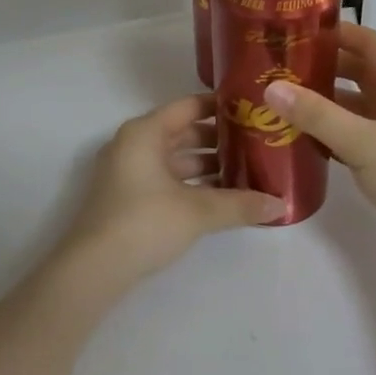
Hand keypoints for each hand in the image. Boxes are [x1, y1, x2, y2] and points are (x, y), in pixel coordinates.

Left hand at [55, 94, 283, 287]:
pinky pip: (166, 179)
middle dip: (219, 140)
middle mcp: (133, 144)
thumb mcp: (198, 211)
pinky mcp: (127, 197)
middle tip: (257, 144)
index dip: (221, 107)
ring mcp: (127, 172)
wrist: (94, 268)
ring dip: (207, 165)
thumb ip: (240, 204)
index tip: (252, 110)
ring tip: (246, 173)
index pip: (189, 106)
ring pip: (174, 159)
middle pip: (182, 132)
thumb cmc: (145, 222)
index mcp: (145, 132)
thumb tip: (281, 205)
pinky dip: (191, 184)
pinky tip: (220, 198)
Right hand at [262, 22, 375, 273]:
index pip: (368, 44)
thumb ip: (317, 115)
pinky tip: (297, 136)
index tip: (293, 31)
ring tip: (279, 99)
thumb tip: (271, 88)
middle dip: (320, 68)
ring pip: (352, 107)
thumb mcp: (364, 143)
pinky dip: (327, 132)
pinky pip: (351, 135)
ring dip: (321, 102)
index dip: (334, 33)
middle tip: (277, 66)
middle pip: (357, 73)